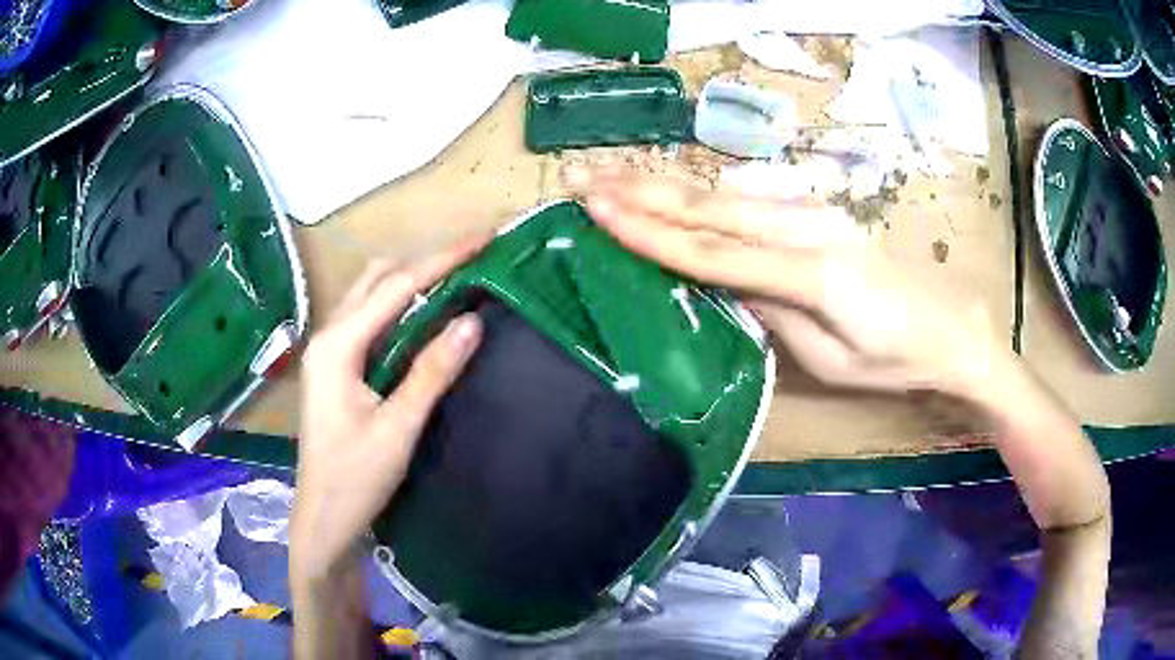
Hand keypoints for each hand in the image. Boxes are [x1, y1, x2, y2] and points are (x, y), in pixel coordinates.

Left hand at [291, 240, 484, 582]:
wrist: (323, 520)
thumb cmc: (354, 480)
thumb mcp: (398, 428)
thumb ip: (432, 372)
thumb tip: (473, 321)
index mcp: (337, 345)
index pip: (395, 287)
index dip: (441, 261)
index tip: (483, 240)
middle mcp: (328, 336)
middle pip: (377, 279)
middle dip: (424, 262)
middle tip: (472, 259)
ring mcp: (329, 352)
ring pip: (371, 296)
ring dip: (411, 281)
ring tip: (456, 277)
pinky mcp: (337, 368)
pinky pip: (370, 320)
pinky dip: (400, 307)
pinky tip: (425, 315)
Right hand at [564, 166, 1003, 399]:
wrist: (947, 327)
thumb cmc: (892, 358)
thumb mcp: (830, 358)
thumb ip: (771, 312)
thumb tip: (718, 282)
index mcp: (810, 273)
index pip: (712, 251)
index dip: (651, 232)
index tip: (596, 212)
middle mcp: (804, 228)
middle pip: (707, 208)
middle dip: (638, 193)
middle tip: (580, 180)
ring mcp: (808, 213)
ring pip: (720, 194)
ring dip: (660, 184)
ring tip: (607, 175)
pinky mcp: (811, 212)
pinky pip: (742, 200)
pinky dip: (696, 191)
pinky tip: (667, 187)